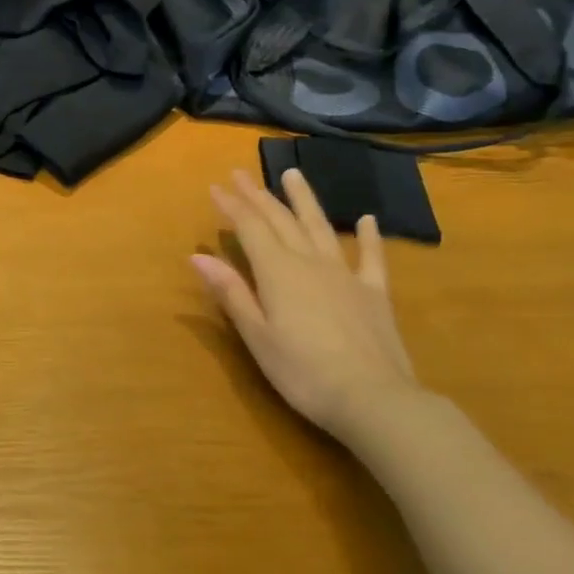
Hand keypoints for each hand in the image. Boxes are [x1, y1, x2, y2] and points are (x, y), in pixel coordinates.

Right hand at [191, 166, 423, 444]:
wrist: (375, 400)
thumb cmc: (303, 372)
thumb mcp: (257, 336)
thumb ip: (231, 293)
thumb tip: (198, 256)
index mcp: (278, 272)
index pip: (250, 229)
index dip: (232, 206)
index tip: (215, 186)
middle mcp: (310, 262)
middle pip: (281, 221)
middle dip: (258, 196)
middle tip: (241, 173)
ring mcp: (346, 275)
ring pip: (320, 227)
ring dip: (304, 200)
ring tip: (292, 174)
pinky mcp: (375, 294)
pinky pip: (371, 257)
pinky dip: (368, 236)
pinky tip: (366, 219)